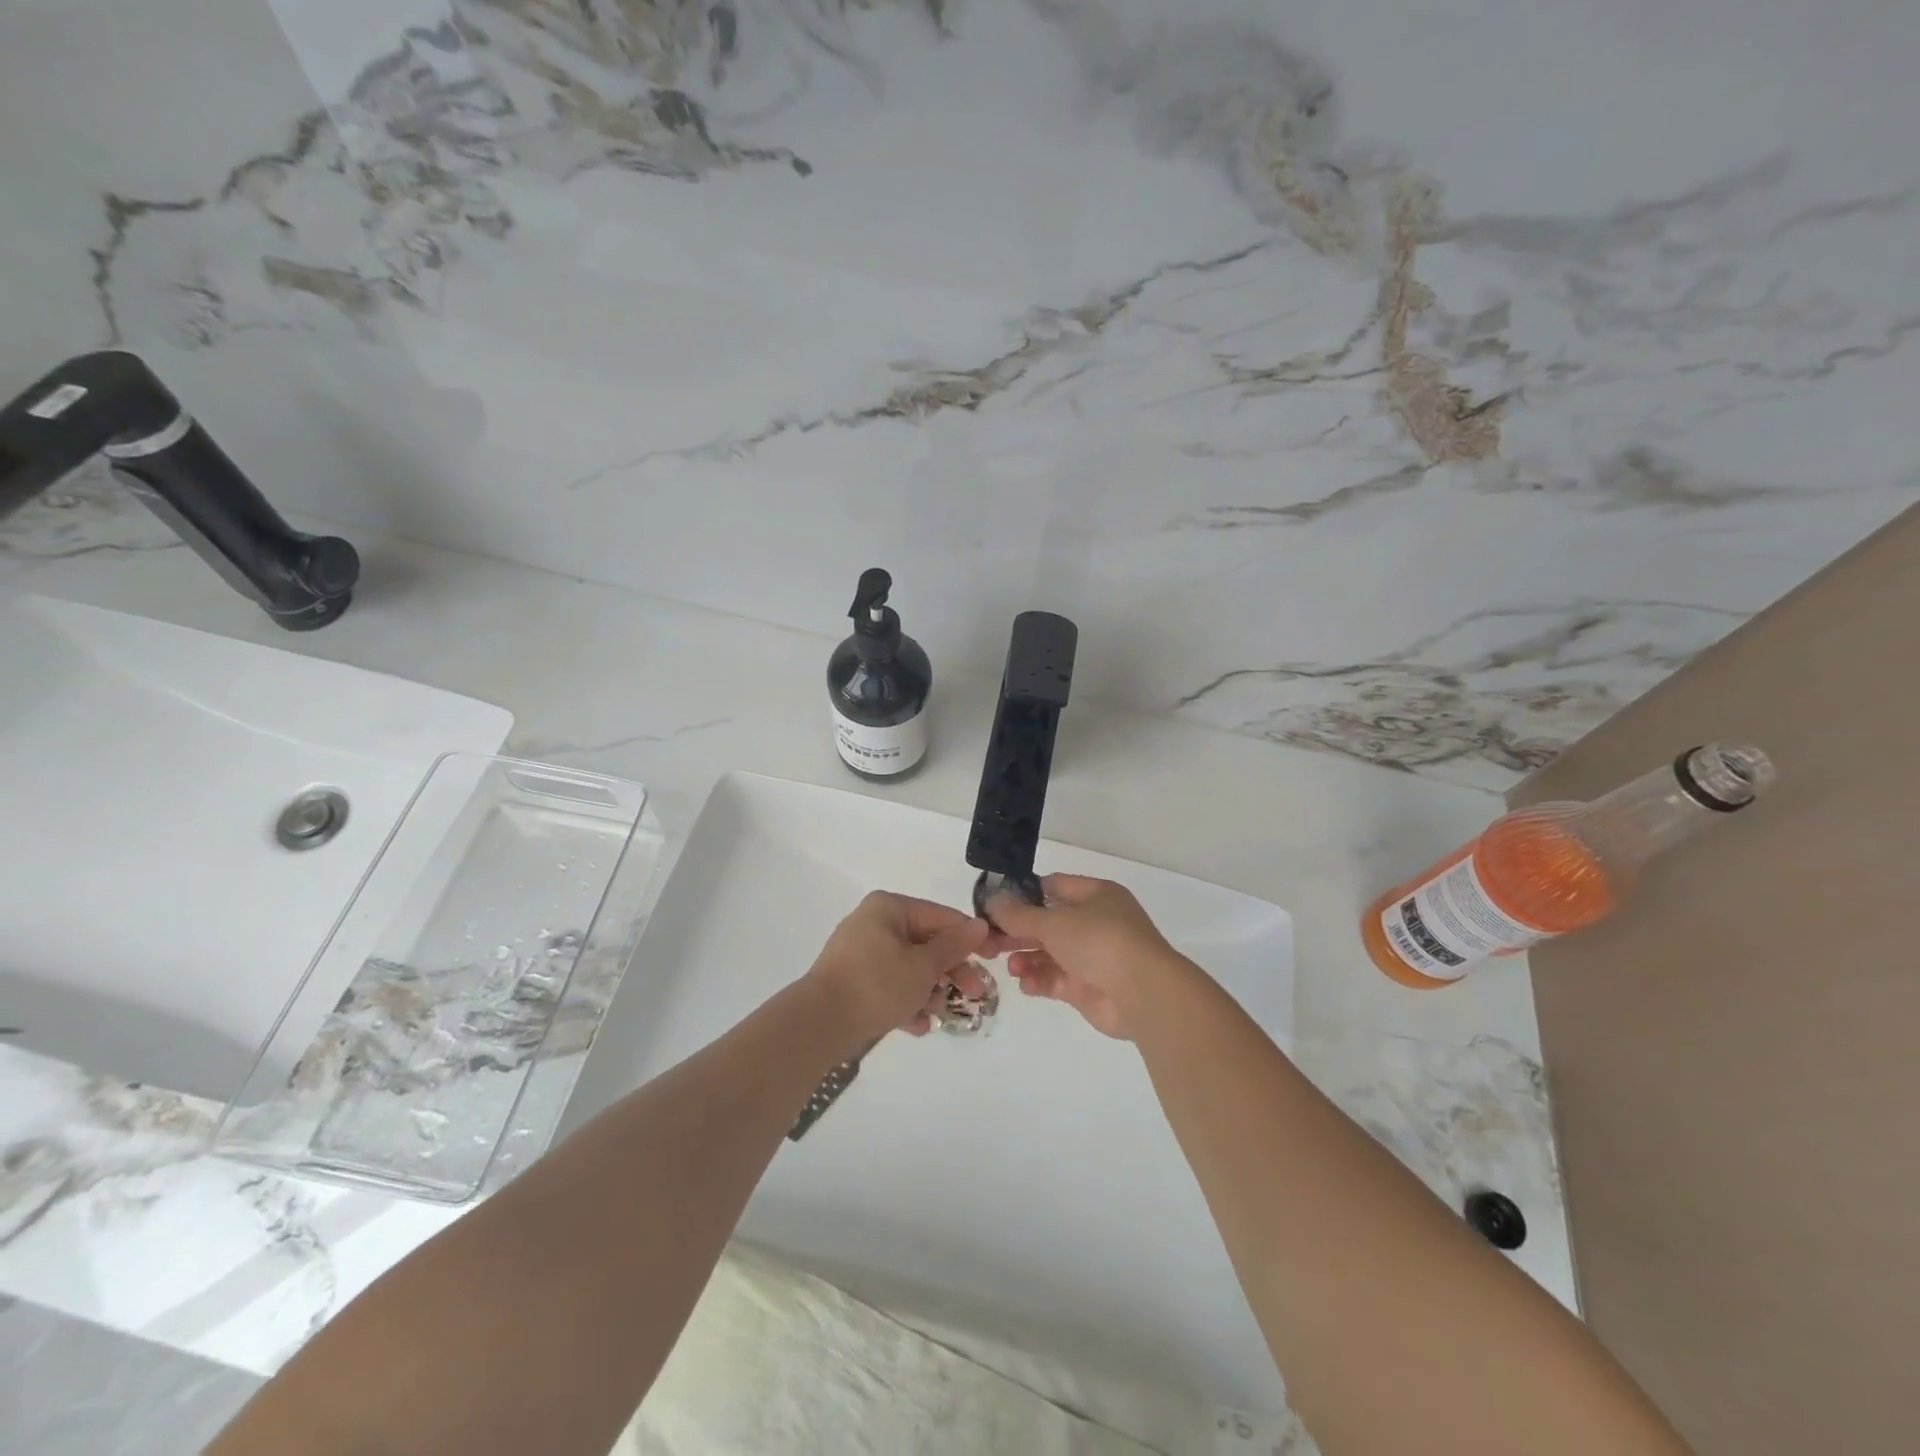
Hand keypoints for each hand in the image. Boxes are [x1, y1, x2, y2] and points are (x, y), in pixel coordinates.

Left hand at [805, 892, 993, 1045]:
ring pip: (909, 967)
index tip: (995, 958)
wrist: (819, 1023)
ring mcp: (861, 952)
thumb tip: (980, 925)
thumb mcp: (923, 966)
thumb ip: (954, 945)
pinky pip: (889, 985)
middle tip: (976, 995)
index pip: (941, 917)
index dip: (970, 938)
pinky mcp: (853, 980)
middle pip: (926, 943)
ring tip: (939, 1015)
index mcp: (889, 907)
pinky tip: (917, 1027)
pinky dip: (905, 1002)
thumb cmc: (877, 984)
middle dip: (951, 972)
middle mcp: (874, 922)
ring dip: (929, 991)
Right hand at [988, 874, 1182, 1040]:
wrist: (1142, 994)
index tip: (994, 905)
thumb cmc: (1100, 941)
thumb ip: (1019, 914)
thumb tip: (991, 900)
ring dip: (1027, 958)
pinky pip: (1057, 979)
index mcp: (1095, 895)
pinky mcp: (1089, 988)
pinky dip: (1039, 980)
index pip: (1053, 886)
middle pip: (1048, 923)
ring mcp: (1093, 956)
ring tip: (1010, 967)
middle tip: (989, 942)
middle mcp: (1095, 922)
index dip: (1023, 894)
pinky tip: (1025, 984)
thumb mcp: (1054, 921)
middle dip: (1018, 932)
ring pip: (1050, 953)